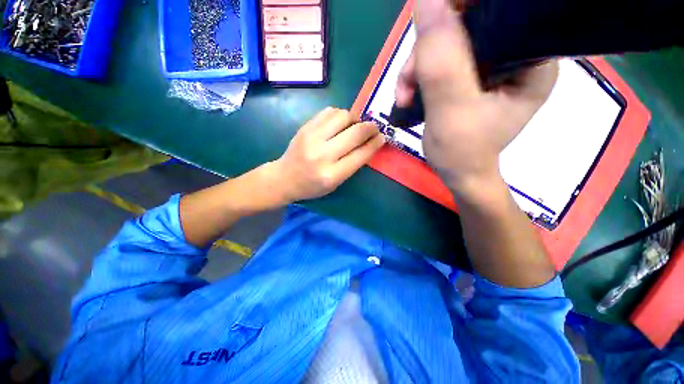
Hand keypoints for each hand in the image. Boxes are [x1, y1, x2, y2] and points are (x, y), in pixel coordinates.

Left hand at [271, 107, 384, 202]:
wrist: (284, 177)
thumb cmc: (312, 186)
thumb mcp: (336, 183)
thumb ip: (353, 164)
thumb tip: (370, 142)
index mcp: (332, 175)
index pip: (361, 154)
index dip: (375, 143)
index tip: (383, 136)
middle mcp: (322, 155)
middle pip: (355, 133)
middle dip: (370, 127)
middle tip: (374, 128)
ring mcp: (312, 138)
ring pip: (343, 116)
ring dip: (355, 119)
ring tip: (355, 126)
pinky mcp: (305, 127)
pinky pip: (329, 111)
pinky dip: (340, 115)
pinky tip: (340, 123)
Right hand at [395, 0, 557, 195]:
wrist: (458, 173)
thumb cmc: (463, 152)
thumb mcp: (451, 110)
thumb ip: (441, 62)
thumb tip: (425, 1)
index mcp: (531, 59)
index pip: (501, 11)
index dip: (460, 10)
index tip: (428, 30)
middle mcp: (515, 54)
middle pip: (468, 25)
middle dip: (428, 49)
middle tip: (408, 81)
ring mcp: (490, 64)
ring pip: (447, 42)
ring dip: (417, 66)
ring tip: (404, 95)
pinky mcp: (469, 75)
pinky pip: (439, 60)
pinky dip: (418, 75)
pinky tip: (408, 95)